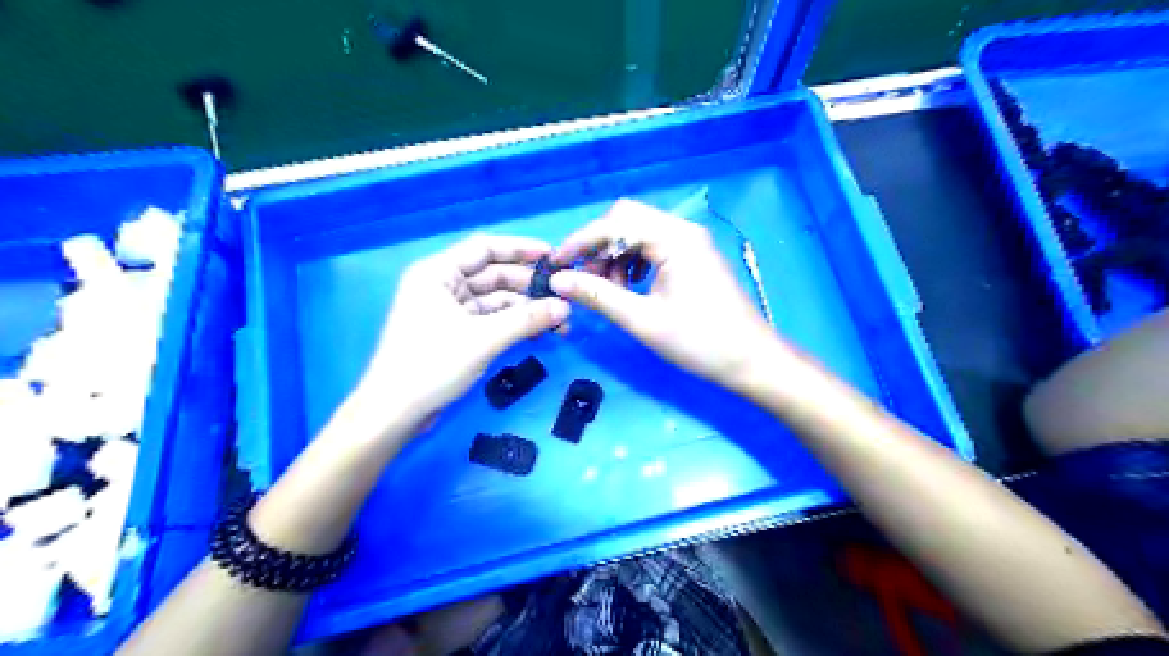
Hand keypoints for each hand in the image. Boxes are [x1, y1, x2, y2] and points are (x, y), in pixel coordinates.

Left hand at [360, 233, 569, 423]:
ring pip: (495, 300)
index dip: (520, 249)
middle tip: (563, 296)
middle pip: (493, 274)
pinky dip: (512, 324)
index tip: (554, 256)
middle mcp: (442, 285)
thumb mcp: (484, 338)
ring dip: (524, 309)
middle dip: (528, 285)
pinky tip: (537, 332)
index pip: (485, 248)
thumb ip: (527, 320)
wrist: (395, 412)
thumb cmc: (432, 364)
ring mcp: (448, 310)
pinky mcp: (454, 333)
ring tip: (559, 321)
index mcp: (438, 272)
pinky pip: (490, 320)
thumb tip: (566, 307)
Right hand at [549, 200, 784, 393]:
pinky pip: (653, 247)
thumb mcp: (642, 320)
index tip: (556, 265)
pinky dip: (633, 263)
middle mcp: (682, 230)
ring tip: (608, 291)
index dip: (581, 241)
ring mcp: (690, 242)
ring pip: (639, 233)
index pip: (616, 223)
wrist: (751, 360)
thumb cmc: (699, 342)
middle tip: (584, 280)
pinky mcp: (693, 257)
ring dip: (615, 256)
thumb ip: (597, 296)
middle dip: (599, 246)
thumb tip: (558, 281)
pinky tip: (629, 288)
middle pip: (626, 220)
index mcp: (674, 238)